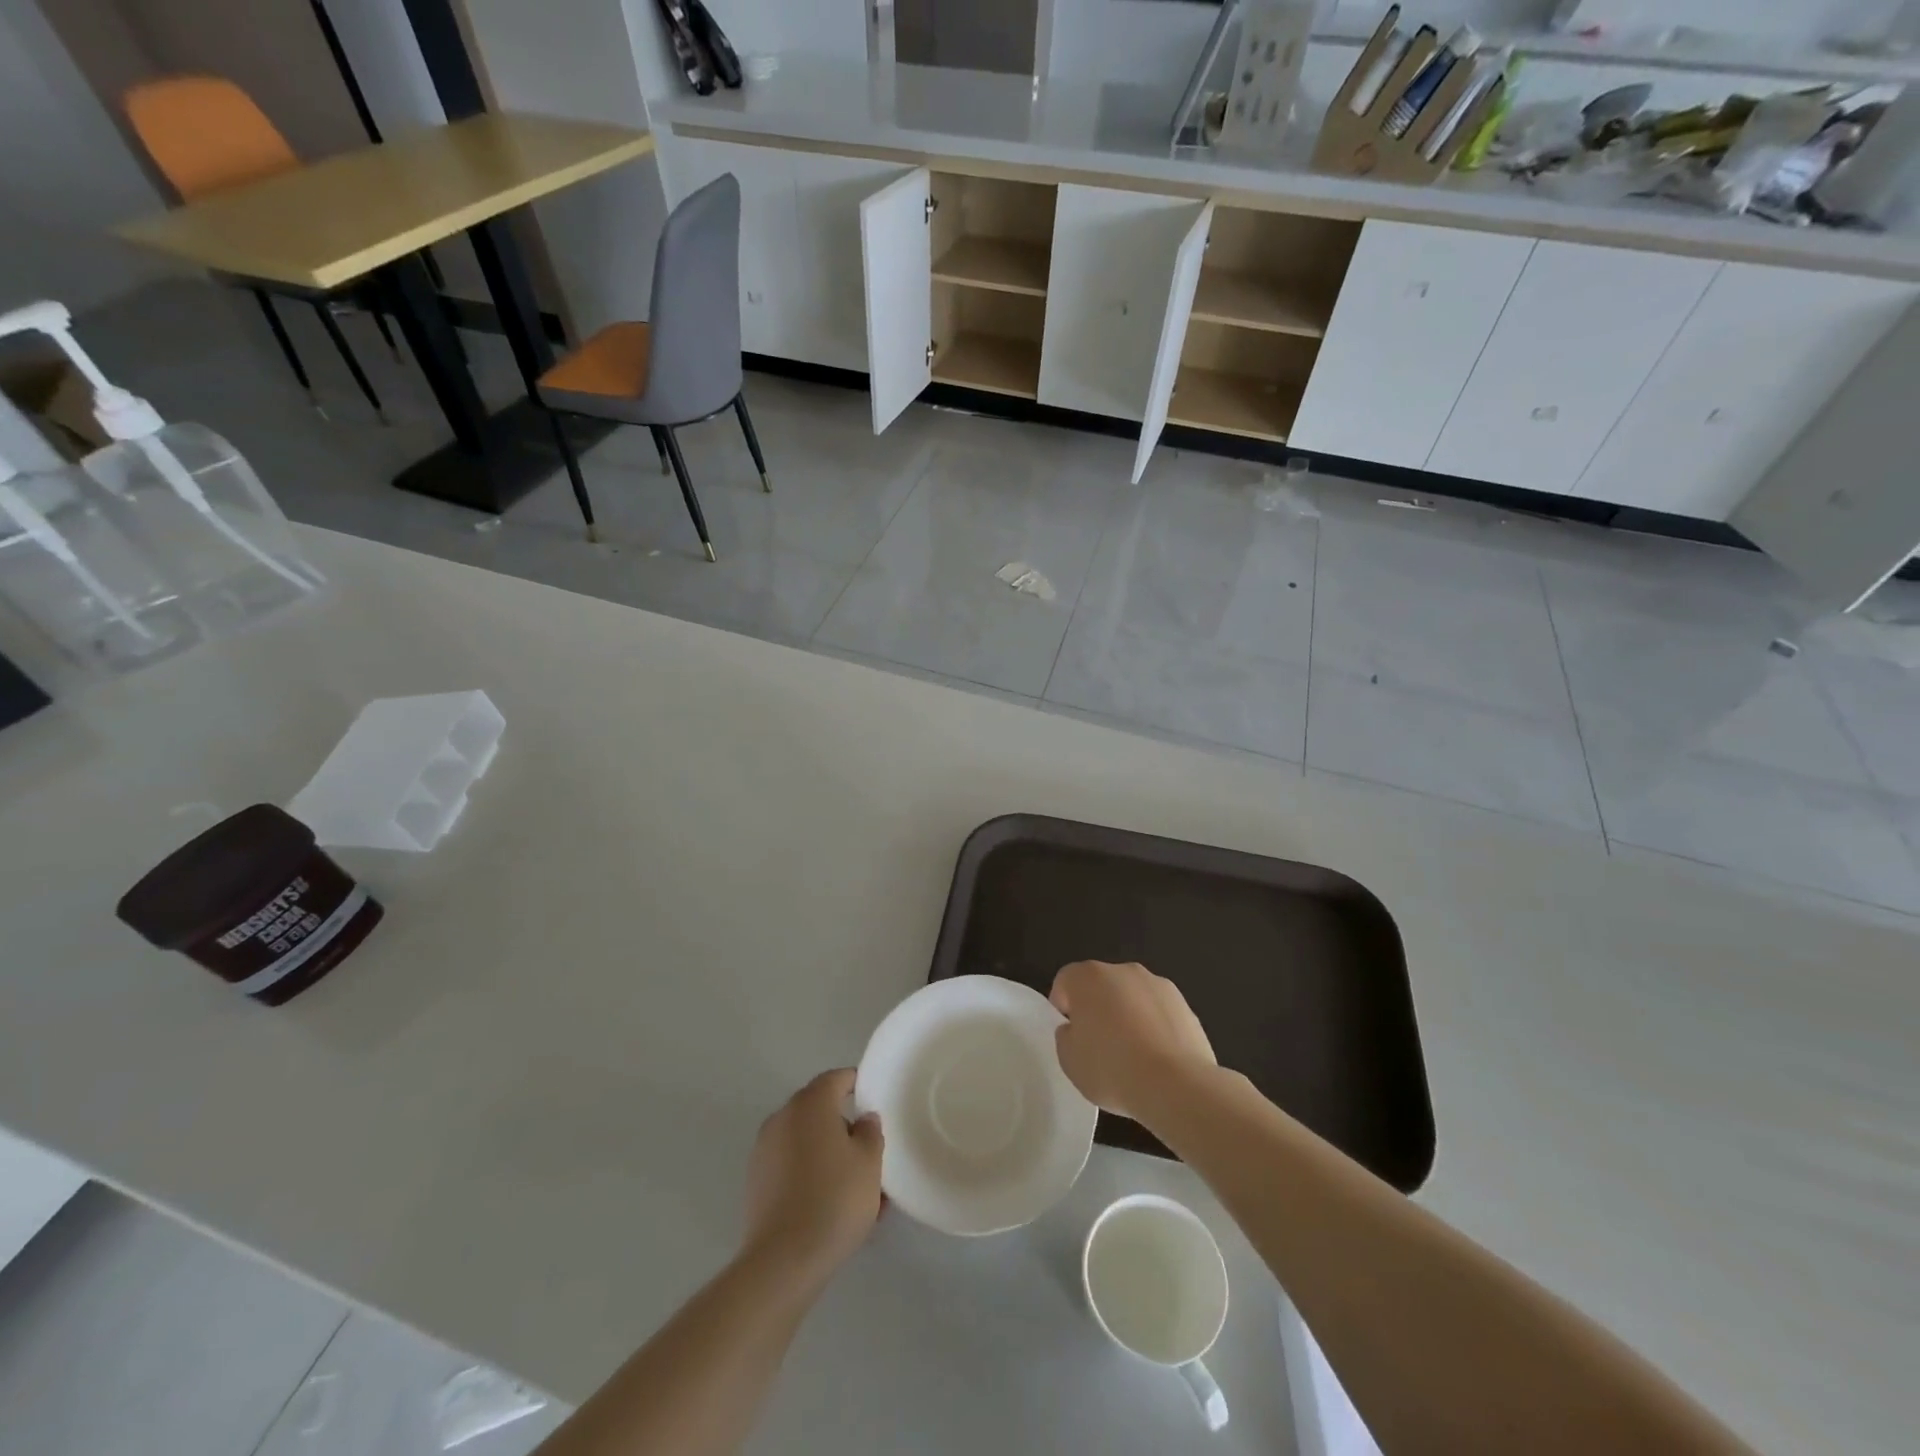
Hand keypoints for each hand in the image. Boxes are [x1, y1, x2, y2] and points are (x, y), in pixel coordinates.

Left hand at [740, 1069, 883, 1285]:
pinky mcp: (756, 1182)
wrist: (783, 1261)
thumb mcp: (870, 1162)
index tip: (872, 1099)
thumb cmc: (834, 1199)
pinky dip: (811, 1174)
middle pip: (818, 1110)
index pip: (836, 1079)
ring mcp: (764, 1150)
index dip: (856, 1084)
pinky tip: (831, 1205)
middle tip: (869, 1151)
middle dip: (844, 1126)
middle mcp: (782, 1118)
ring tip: (856, 1188)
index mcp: (810, 1104)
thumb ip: (870, 1132)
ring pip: (806, 1142)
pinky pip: (791, 1166)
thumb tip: (862, 1119)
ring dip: (829, 1154)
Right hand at [1050, 961, 1216, 1121]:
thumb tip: (1076, 1029)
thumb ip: (1067, 1037)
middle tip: (1098, 1046)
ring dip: (1128, 1016)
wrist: (1176, 1085)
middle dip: (1098, 1009)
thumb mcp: (1069, 1061)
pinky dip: (1155, 1028)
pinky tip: (1158, 1060)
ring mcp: (1158, 985)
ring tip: (1133, 1057)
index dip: (1063, 1008)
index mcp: (1088, 977)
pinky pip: (1158, 1013)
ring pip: (1132, 997)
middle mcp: (1123, 971)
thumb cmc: (1112, 1069)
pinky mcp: (1185, 1005)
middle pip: (1101, 985)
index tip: (1070, 1035)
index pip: (1066, 982)